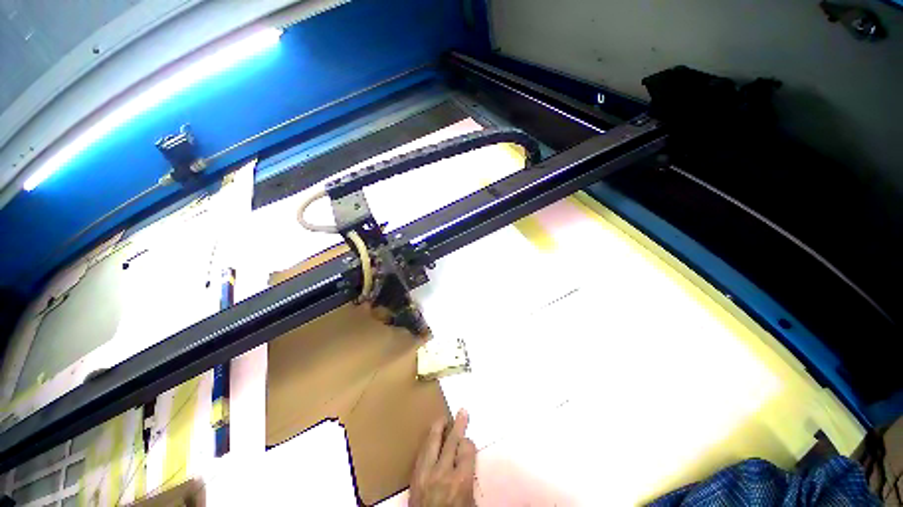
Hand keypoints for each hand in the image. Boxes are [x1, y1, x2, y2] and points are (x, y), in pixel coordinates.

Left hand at [409, 409, 476, 506]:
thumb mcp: (471, 504)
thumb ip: (470, 481)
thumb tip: (468, 464)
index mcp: (461, 481)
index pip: (467, 450)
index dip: (469, 444)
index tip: (469, 442)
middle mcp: (443, 472)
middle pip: (452, 441)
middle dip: (458, 425)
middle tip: (462, 411)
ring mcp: (427, 473)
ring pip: (433, 442)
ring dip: (439, 428)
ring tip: (444, 418)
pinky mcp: (415, 476)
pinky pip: (422, 453)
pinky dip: (428, 442)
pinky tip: (431, 437)